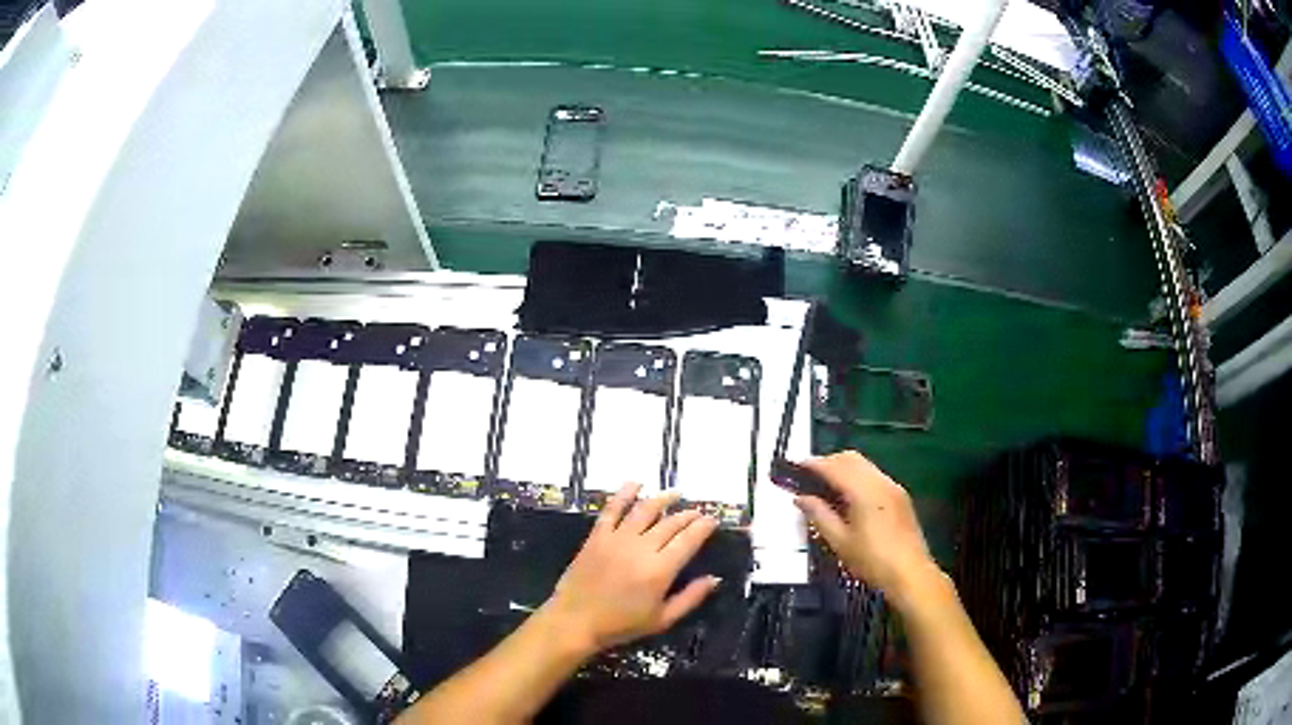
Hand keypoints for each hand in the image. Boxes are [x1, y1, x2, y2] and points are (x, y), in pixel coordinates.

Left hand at [541, 483, 720, 653]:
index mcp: (660, 570)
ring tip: (675, 494)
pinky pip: (612, 509)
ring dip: (663, 499)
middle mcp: (641, 548)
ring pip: (645, 510)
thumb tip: (714, 579)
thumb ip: (691, 598)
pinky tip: (636, 483)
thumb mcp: (662, 619)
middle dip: (688, 515)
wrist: (575, 621)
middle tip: (698, 513)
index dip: (703, 526)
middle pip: (670, 523)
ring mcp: (617, 539)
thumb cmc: (621, 625)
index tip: (712, 519)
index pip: (688, 540)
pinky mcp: (597, 536)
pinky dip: (624, 493)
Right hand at [793, 451, 938, 604]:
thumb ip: (819, 515)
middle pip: (851, 458)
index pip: (834, 467)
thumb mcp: (840, 541)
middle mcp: (880, 482)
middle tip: (808, 476)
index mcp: (864, 491)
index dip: (813, 464)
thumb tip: (801, 498)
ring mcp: (893, 487)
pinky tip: (849, 496)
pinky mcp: (900, 496)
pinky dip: (857, 477)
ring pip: (864, 465)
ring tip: (826, 486)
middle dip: (828, 462)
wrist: (910, 573)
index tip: (795, 465)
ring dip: (844, 468)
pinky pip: (874, 475)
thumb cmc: (872, 560)